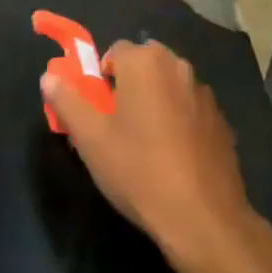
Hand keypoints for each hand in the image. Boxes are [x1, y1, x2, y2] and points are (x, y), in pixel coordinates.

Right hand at [43, 39, 251, 258]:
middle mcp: (178, 66)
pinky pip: (190, 111)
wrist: (204, 220)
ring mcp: (204, 93)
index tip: (98, 112)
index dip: (101, 80)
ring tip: (146, 147)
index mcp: (145, 61)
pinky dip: (179, 123)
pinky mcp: (222, 122)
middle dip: (129, 87)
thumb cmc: (139, 170)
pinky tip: (174, 160)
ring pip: (168, 88)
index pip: (114, 52)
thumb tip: (48, 77)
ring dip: (155, 103)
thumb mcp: (90, 138)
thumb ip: (66, 101)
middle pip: (143, 65)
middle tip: (117, 128)